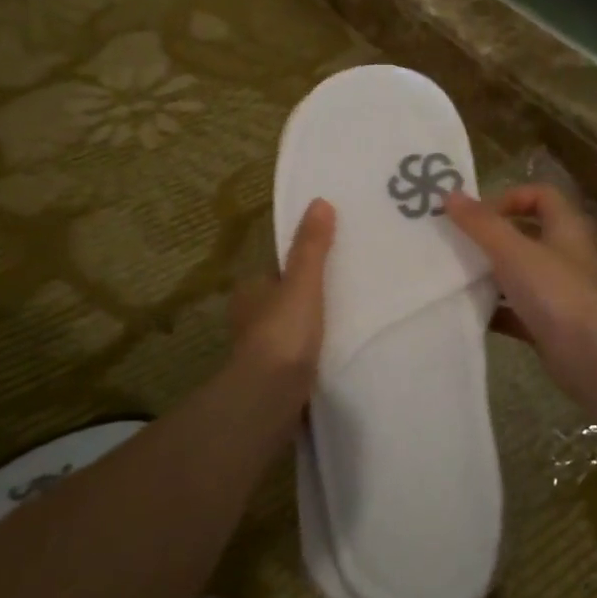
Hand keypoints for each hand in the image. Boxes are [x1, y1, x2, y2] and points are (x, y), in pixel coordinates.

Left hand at [229, 198, 335, 408]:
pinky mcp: (274, 379)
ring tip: (347, 324)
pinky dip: (311, 355)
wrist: (270, 396)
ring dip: (309, 330)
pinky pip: (297, 357)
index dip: (298, 269)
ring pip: (289, 331)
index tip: (329, 268)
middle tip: (345, 295)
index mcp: (250, 293)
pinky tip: (334, 355)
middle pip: (282, 302)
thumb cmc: (283, 332)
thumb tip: (320, 201)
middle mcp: (249, 320)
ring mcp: (260, 352)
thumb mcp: (302, 282)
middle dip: (306, 301)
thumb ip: (312, 247)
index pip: (275, 273)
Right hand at [444, 185, 596, 402]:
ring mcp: (560, 293)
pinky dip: (495, 312)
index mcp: (566, 228)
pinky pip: (517, 313)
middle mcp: (566, 256)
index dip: (510, 198)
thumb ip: (481, 224)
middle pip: (527, 236)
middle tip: (456, 245)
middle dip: (492, 239)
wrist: (593, 355)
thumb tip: (450, 195)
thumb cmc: (556, 290)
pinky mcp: (551, 326)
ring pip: (520, 276)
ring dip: (490, 276)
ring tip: (455, 278)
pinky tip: (469, 314)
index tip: (478, 215)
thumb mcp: (513, 250)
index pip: (542, 196)